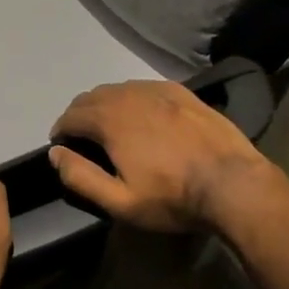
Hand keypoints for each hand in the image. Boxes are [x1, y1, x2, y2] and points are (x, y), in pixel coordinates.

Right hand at [49, 80, 269, 231]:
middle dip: (79, 115)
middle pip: (90, 97)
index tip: (62, 146)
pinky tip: (142, 115)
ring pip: (117, 89)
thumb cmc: (172, 197)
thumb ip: (80, 176)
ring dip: (104, 105)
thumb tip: (55, 153)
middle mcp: (128, 96)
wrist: (233, 184)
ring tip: (109, 126)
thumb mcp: (120, 201)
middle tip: (82, 138)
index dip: (60, 131)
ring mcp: (157, 90)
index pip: (70, 116)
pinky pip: (144, 87)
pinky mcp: (181, 93)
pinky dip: (131, 98)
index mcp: (109, 120)